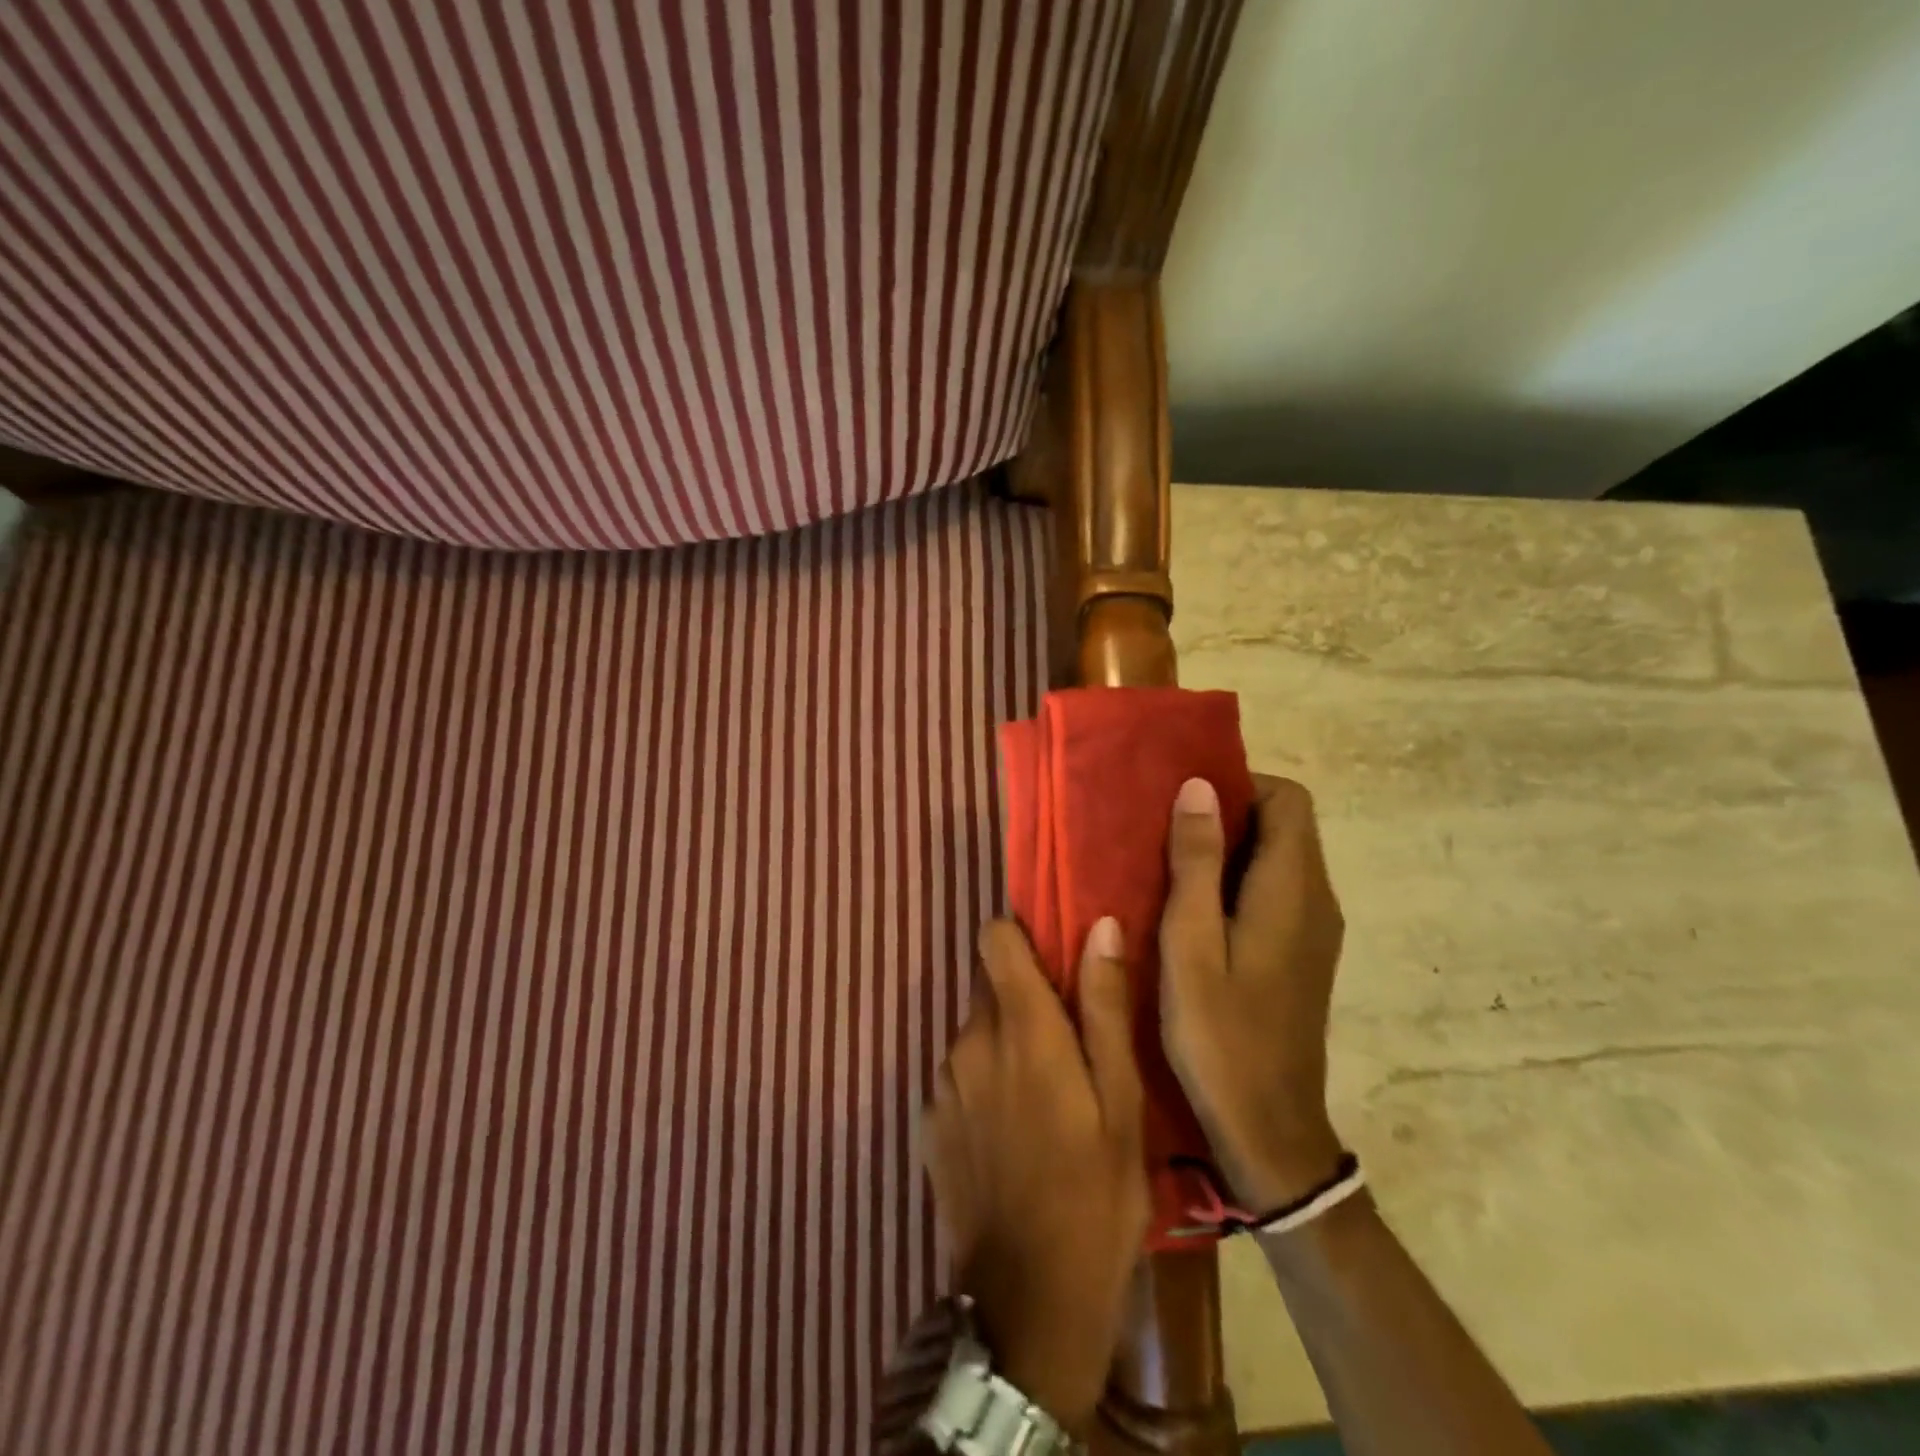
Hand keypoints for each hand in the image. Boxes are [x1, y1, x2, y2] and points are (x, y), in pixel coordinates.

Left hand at [923, 918, 1149, 1435]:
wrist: (1028, 1304)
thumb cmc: (1095, 1196)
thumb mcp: (1121, 1102)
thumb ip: (1104, 1006)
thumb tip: (1098, 926)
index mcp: (1020, 1027)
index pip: (994, 939)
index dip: (1021, 937)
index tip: (1051, 959)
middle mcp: (969, 1041)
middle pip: (989, 986)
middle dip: (1024, 1000)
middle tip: (1067, 1049)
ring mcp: (942, 1082)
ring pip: (976, 1032)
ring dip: (1004, 1045)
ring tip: (1044, 1100)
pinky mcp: (929, 1120)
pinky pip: (959, 1074)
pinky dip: (983, 1083)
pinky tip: (1012, 1135)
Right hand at [1160, 774, 1345, 1212]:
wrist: (1270, 1129)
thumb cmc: (1221, 1034)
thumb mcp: (1191, 943)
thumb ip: (1196, 862)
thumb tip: (1199, 786)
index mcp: (1293, 890)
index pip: (1289, 800)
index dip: (1241, 784)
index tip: (1186, 800)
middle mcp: (1316, 900)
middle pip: (1287, 824)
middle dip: (1230, 812)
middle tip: (1166, 829)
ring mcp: (1314, 929)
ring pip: (1279, 857)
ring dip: (1230, 847)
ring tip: (1170, 863)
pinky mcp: (1303, 953)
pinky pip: (1275, 890)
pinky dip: (1238, 879)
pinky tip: (1193, 909)